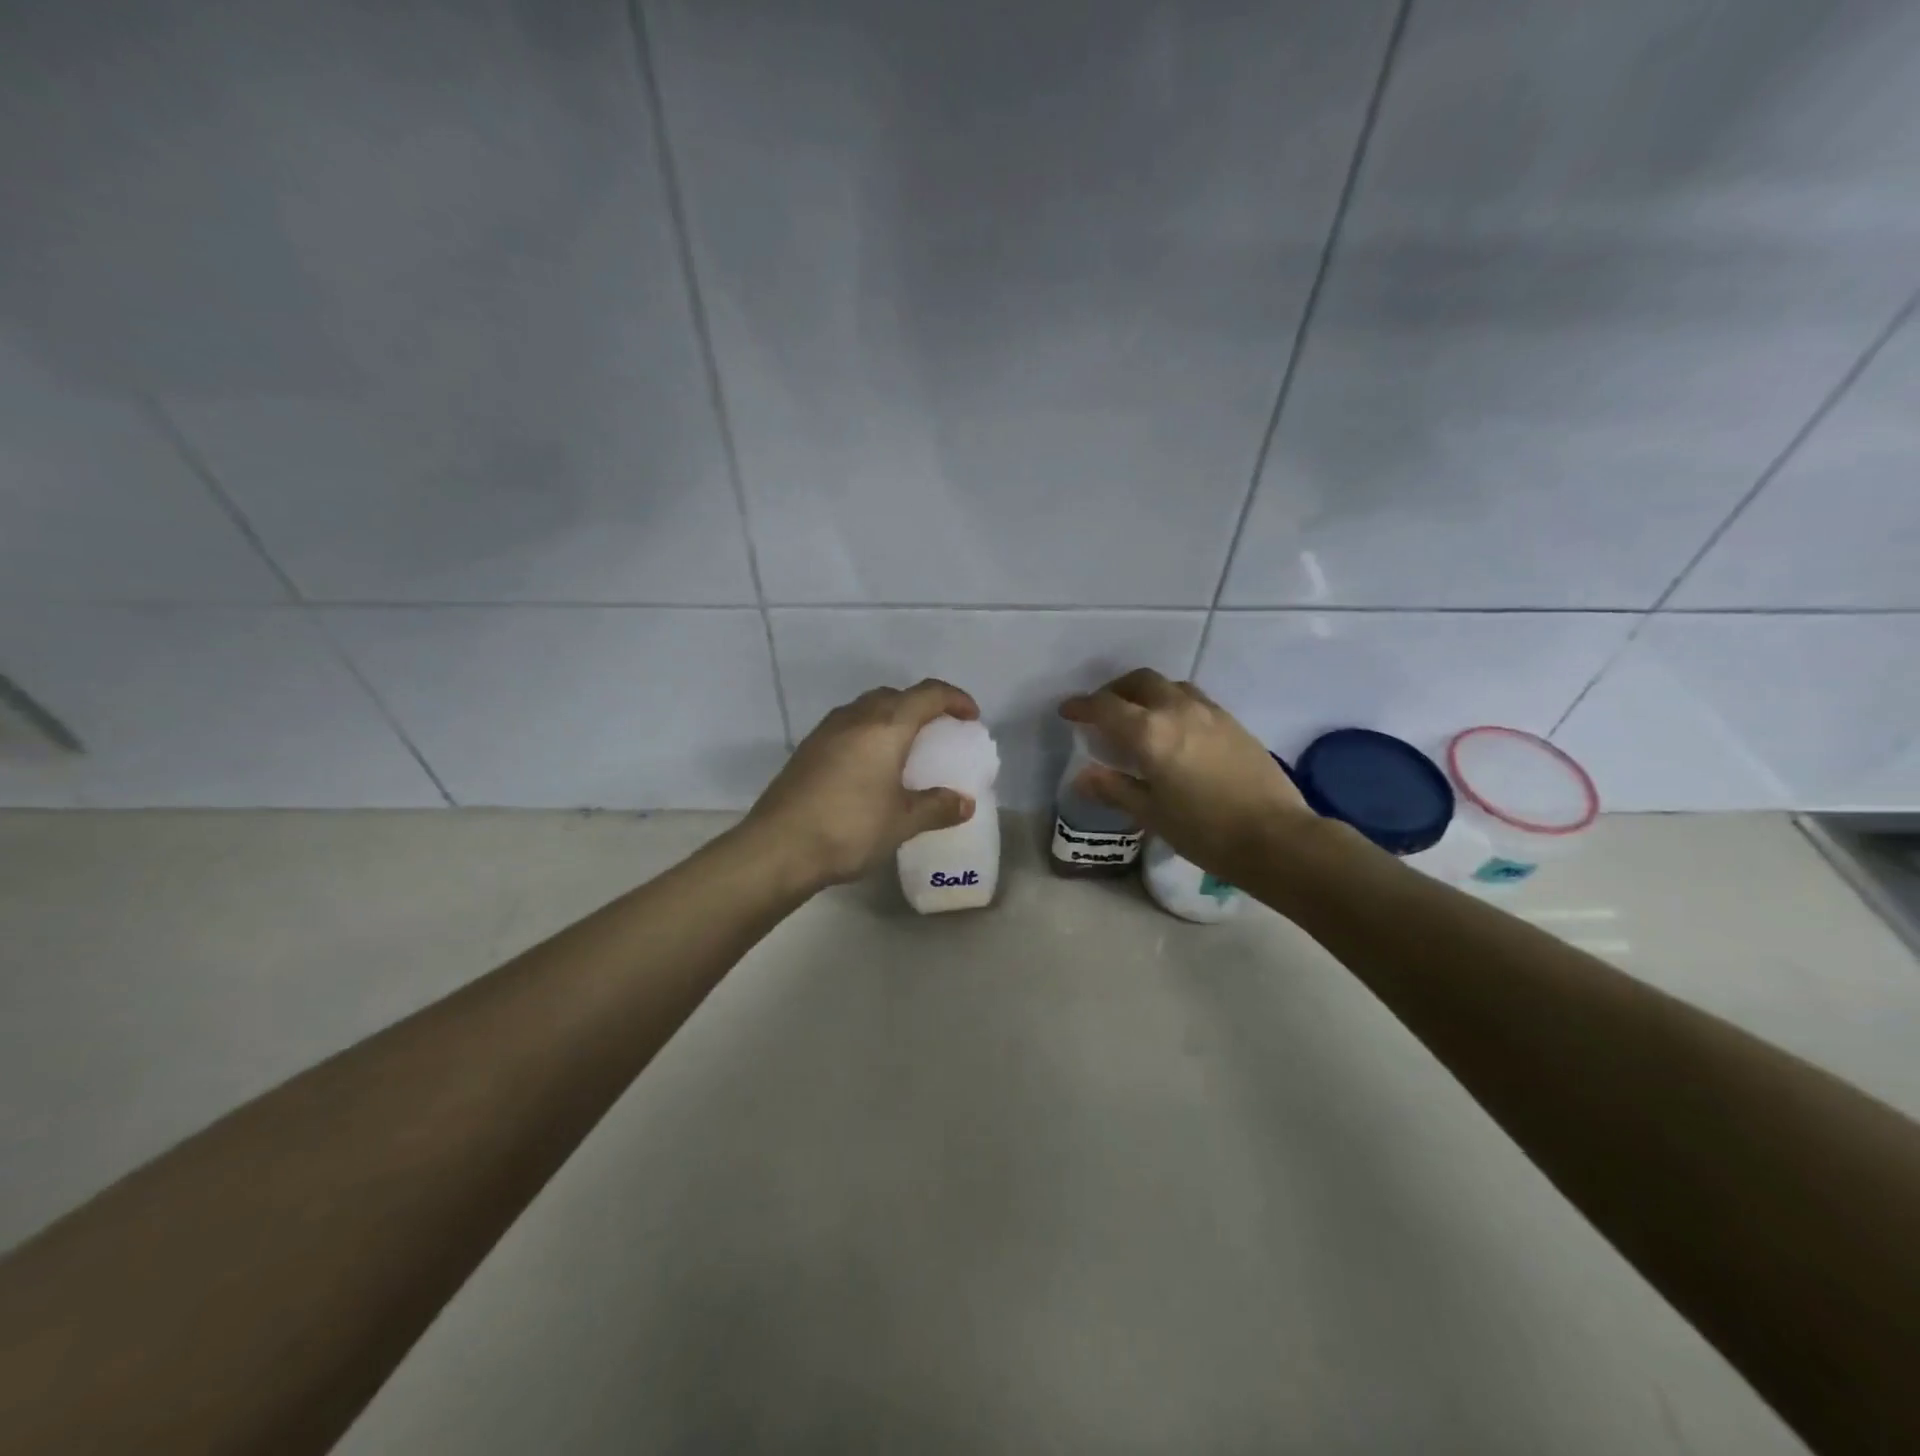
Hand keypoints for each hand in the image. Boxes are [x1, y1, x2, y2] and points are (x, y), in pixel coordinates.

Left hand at [744, 679, 980, 888]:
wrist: (778, 848)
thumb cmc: (849, 829)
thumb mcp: (902, 822)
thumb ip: (937, 807)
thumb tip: (964, 803)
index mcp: (885, 727)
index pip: (928, 694)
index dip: (955, 699)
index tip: (971, 717)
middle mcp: (855, 718)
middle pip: (896, 695)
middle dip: (922, 706)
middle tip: (939, 732)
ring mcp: (826, 731)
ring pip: (868, 707)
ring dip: (893, 717)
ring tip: (905, 748)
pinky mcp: (807, 749)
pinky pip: (848, 725)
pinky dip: (869, 733)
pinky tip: (870, 766)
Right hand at [1060, 668, 1312, 877]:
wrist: (1276, 838)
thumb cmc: (1205, 831)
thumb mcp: (1151, 814)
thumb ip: (1115, 789)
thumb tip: (1082, 777)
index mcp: (1150, 733)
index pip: (1105, 707)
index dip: (1081, 706)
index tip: (1067, 711)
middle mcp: (1178, 711)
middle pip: (1140, 682)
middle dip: (1115, 691)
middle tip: (1104, 711)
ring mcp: (1210, 713)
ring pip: (1171, 686)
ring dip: (1148, 693)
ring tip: (1141, 717)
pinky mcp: (1234, 723)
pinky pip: (1195, 699)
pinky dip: (1174, 704)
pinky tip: (1177, 731)